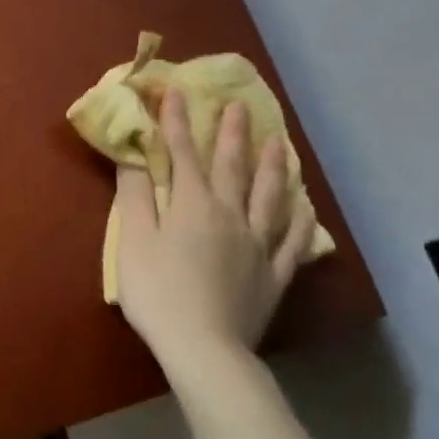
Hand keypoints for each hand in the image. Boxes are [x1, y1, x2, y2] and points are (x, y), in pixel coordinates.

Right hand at [114, 91, 316, 370]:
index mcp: (192, 205)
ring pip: (270, 196)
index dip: (176, 121)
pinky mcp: (274, 273)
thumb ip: (135, 194)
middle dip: (232, 134)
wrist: (204, 347)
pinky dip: (299, 218)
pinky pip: (292, 239)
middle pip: (232, 167)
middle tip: (241, 106)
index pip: (182, 154)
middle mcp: (230, 215)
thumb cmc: (157, 291)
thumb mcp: (133, 240)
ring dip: (273, 165)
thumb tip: (134, 154)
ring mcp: (257, 244)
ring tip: (279, 142)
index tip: (176, 91)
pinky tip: (304, 205)